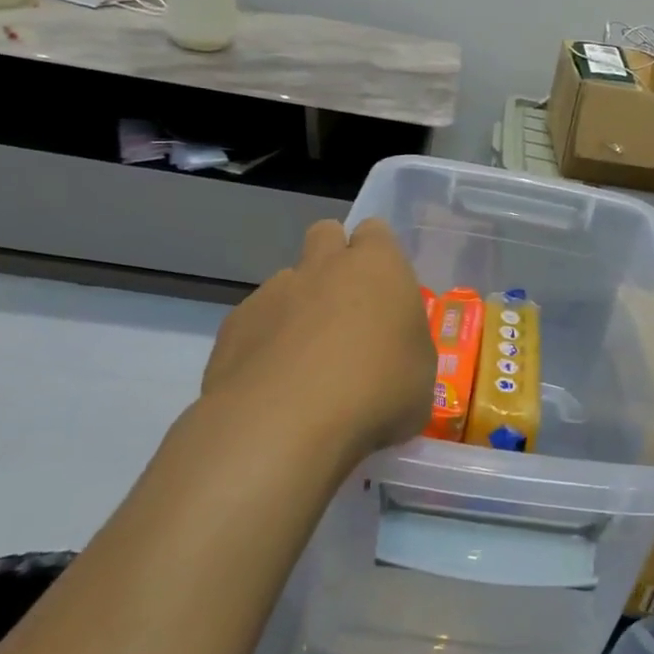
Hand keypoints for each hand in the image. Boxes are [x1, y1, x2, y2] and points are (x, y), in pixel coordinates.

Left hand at [199, 218, 434, 465]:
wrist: (286, 422)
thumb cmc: (377, 390)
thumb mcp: (420, 374)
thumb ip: (405, 348)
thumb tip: (392, 356)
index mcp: (378, 266)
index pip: (376, 232)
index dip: (379, 255)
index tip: (384, 287)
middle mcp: (324, 266)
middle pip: (325, 233)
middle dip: (332, 259)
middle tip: (345, 307)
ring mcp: (274, 292)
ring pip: (287, 281)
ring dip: (298, 306)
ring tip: (306, 360)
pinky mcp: (233, 326)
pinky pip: (254, 322)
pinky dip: (264, 343)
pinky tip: (273, 384)